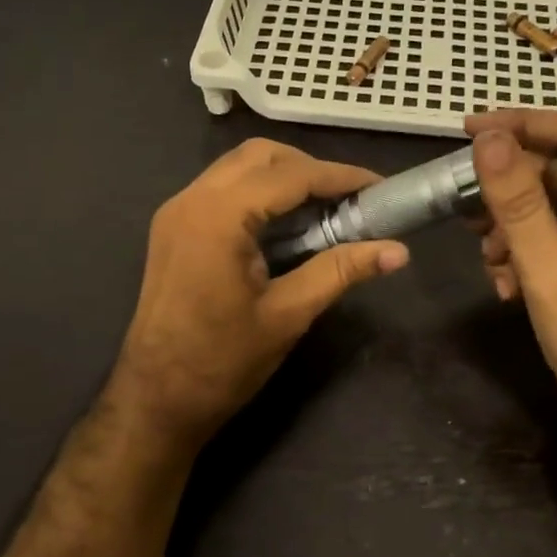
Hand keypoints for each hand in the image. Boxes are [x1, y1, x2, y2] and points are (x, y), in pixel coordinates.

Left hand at [110, 139, 409, 450]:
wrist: (156, 399)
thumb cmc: (222, 362)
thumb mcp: (288, 314)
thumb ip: (341, 271)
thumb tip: (399, 251)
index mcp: (218, 217)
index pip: (289, 176)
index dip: (340, 177)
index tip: (380, 188)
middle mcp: (191, 199)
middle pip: (260, 156)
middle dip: (309, 169)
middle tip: (350, 200)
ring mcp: (176, 212)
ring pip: (238, 168)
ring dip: (282, 178)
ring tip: (324, 210)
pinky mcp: (172, 228)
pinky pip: (221, 190)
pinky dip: (258, 194)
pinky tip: (285, 225)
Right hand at [466, 110, 556, 449]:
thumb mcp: (551, 268)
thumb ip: (517, 201)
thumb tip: (487, 139)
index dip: (523, 125)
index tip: (469, 130)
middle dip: (508, 190)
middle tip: (464, 205)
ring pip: (547, 206)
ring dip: (509, 227)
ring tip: (488, 258)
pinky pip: (549, 237)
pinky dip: (520, 252)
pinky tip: (505, 284)